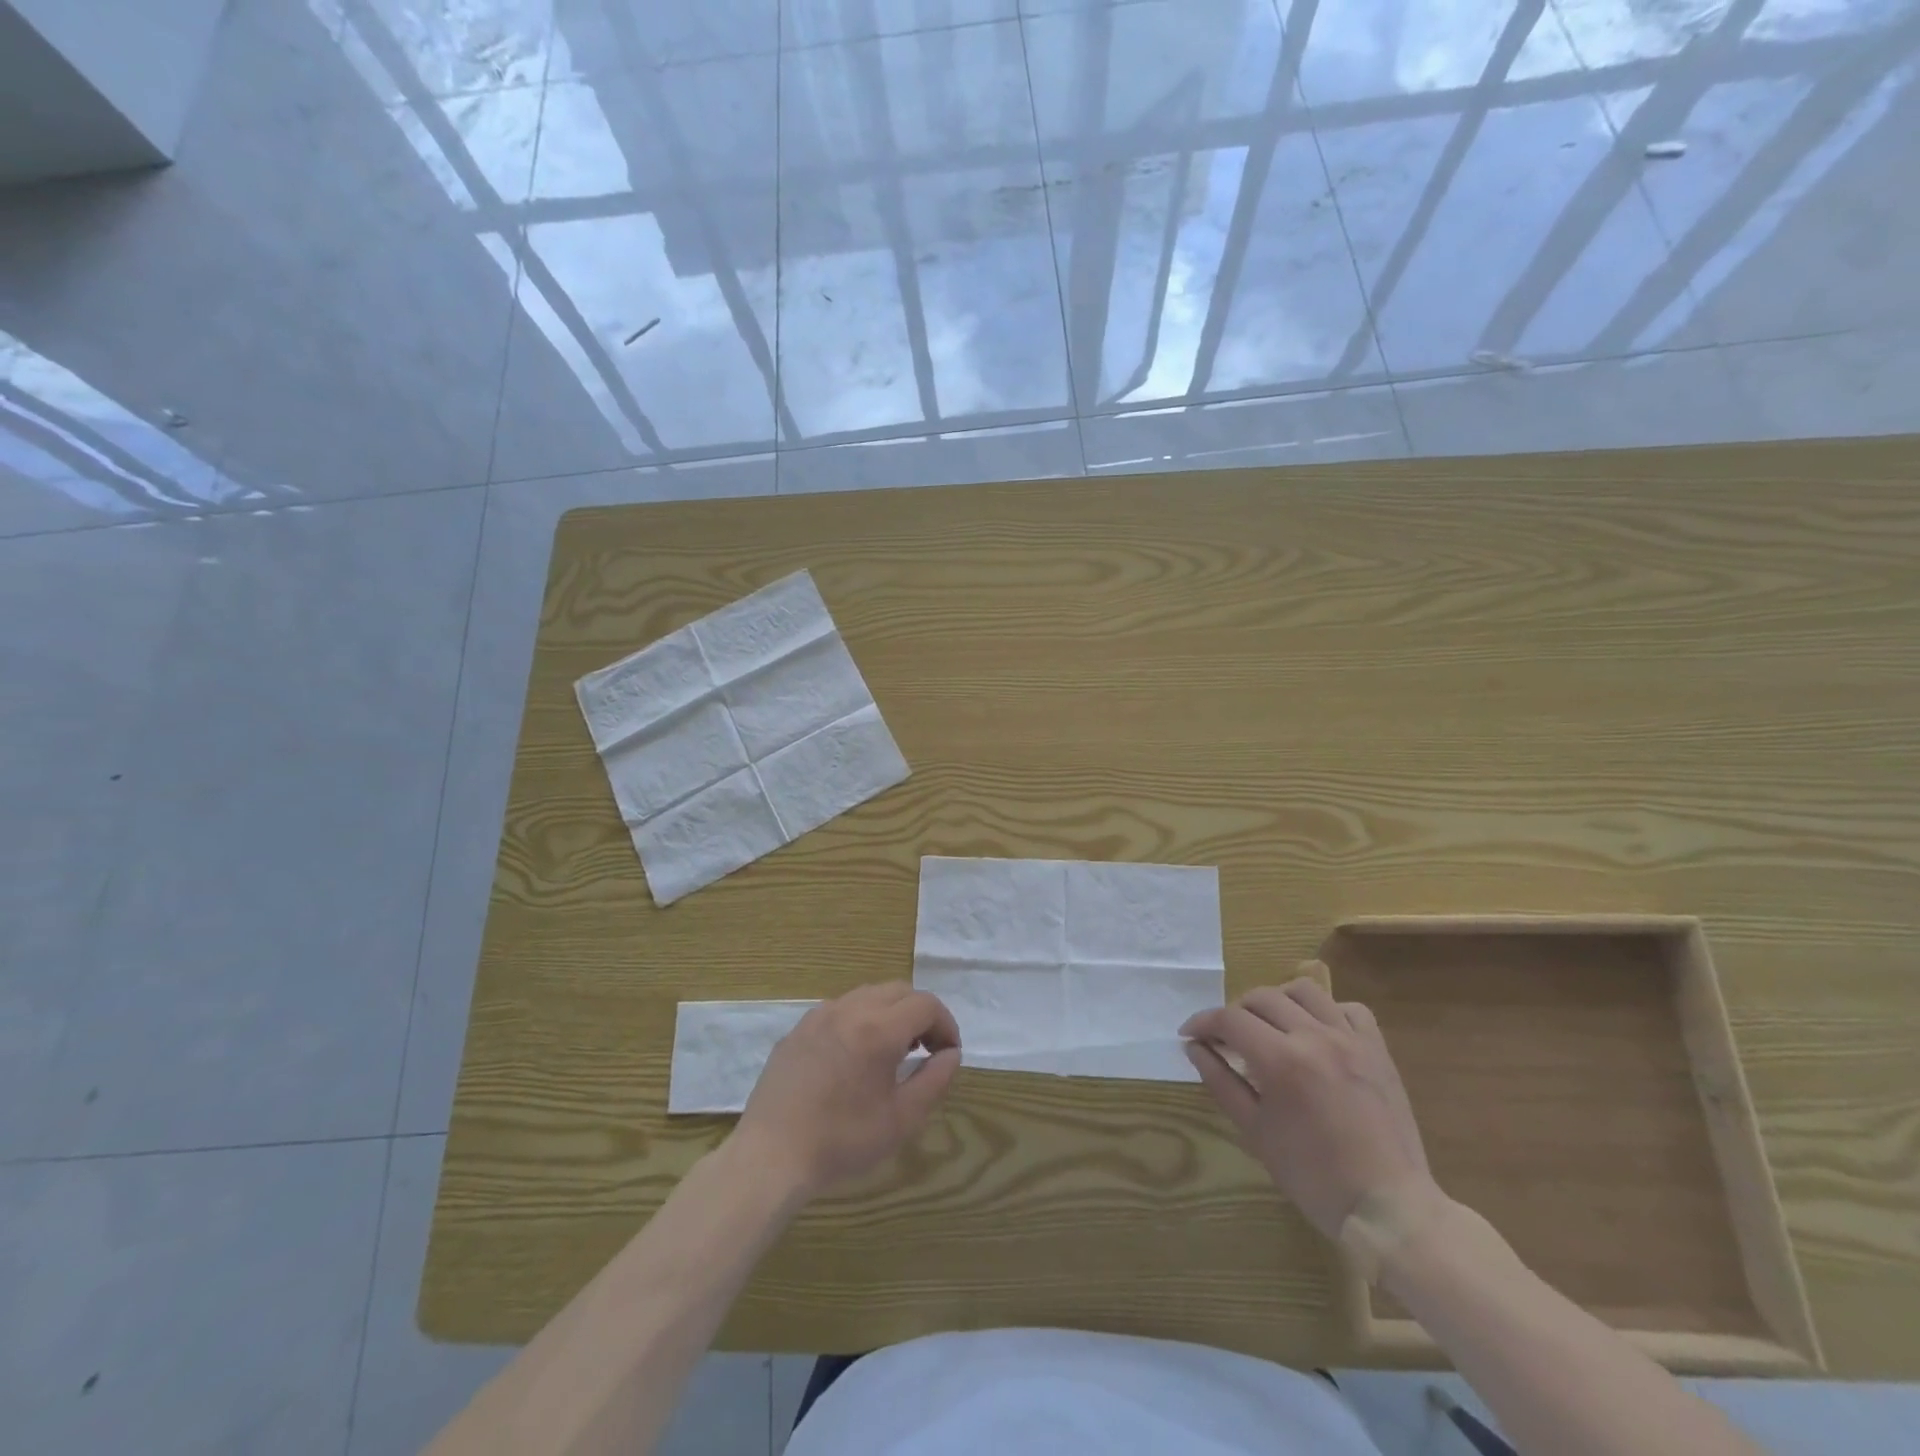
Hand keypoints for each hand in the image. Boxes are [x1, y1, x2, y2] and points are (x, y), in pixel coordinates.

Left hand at [736, 982, 961, 1199]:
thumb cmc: (842, 1141)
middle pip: (898, 991)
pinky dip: (859, 1019)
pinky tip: (854, 1056)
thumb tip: (951, 1054)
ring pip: (868, 994)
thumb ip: (934, 1080)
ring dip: (890, 1012)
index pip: (926, 1004)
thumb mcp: (901, 1119)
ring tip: (892, 1051)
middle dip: (920, 1013)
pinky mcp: (798, 1029)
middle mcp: (850, 1009)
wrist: (771, 1156)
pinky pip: (839, 1009)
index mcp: (879, 1029)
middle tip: (925, 1049)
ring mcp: (819, 1015)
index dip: (946, 1024)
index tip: (948, 1053)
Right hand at [1181, 966, 1433, 1237]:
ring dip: (1278, 1001)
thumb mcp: (1255, 1132)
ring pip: (1304, 991)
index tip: (1189, 1035)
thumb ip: (1221, 1082)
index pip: (1229, 1020)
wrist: (1388, 1207)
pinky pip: (1350, 1009)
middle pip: (1262, 997)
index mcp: (1281, 1060)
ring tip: (1270, 1026)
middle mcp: (1315, 1037)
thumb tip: (1195, 1048)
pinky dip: (1327, 1011)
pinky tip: (1317, 1033)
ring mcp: (1351, 1039)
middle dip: (1235, 1012)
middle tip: (1226, 1038)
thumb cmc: (1313, 1176)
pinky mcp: (1378, 1049)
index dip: (1202, 1023)